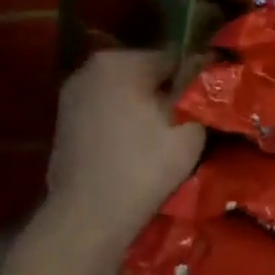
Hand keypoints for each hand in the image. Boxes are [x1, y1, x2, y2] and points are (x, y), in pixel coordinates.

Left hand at [44, 50, 204, 251]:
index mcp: (120, 61)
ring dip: (147, 109)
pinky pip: (109, 112)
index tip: (208, 107)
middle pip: (148, 74)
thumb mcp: (190, 123)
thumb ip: (201, 87)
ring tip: (166, 140)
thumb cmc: (145, 164)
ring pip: (127, 94)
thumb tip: (210, 63)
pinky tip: (138, 149)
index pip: (175, 58)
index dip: (196, 82)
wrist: (89, 216)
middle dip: (169, 94)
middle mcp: (90, 69)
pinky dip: (126, 124)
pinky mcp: (65, 123)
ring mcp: (72, 96)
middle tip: (191, 126)